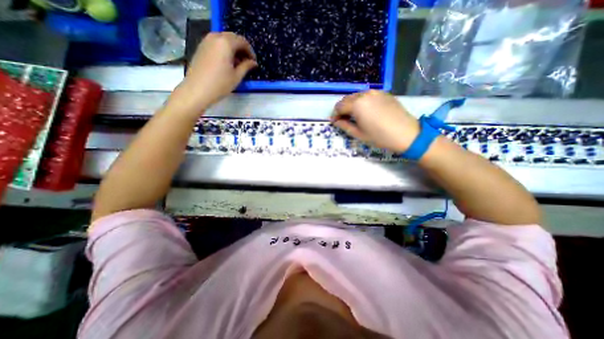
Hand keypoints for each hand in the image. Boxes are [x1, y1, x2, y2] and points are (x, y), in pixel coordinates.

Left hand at [170, 32, 254, 113]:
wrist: (197, 90)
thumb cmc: (220, 84)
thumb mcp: (237, 76)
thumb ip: (246, 66)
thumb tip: (253, 62)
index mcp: (226, 43)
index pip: (242, 41)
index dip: (250, 51)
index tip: (254, 62)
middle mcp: (215, 37)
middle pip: (233, 38)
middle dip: (242, 49)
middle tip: (247, 62)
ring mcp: (206, 41)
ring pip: (224, 40)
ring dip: (233, 49)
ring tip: (238, 64)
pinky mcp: (201, 47)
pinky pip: (216, 43)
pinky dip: (224, 50)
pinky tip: (227, 63)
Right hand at [330, 91, 420, 152]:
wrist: (406, 133)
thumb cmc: (380, 136)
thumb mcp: (359, 134)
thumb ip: (344, 126)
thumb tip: (336, 121)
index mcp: (357, 104)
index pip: (339, 106)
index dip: (335, 114)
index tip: (335, 122)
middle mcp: (364, 94)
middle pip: (346, 99)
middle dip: (342, 109)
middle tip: (343, 119)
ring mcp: (375, 92)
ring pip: (356, 96)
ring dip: (351, 105)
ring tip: (354, 116)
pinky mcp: (384, 93)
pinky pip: (367, 96)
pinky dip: (362, 102)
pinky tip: (366, 111)